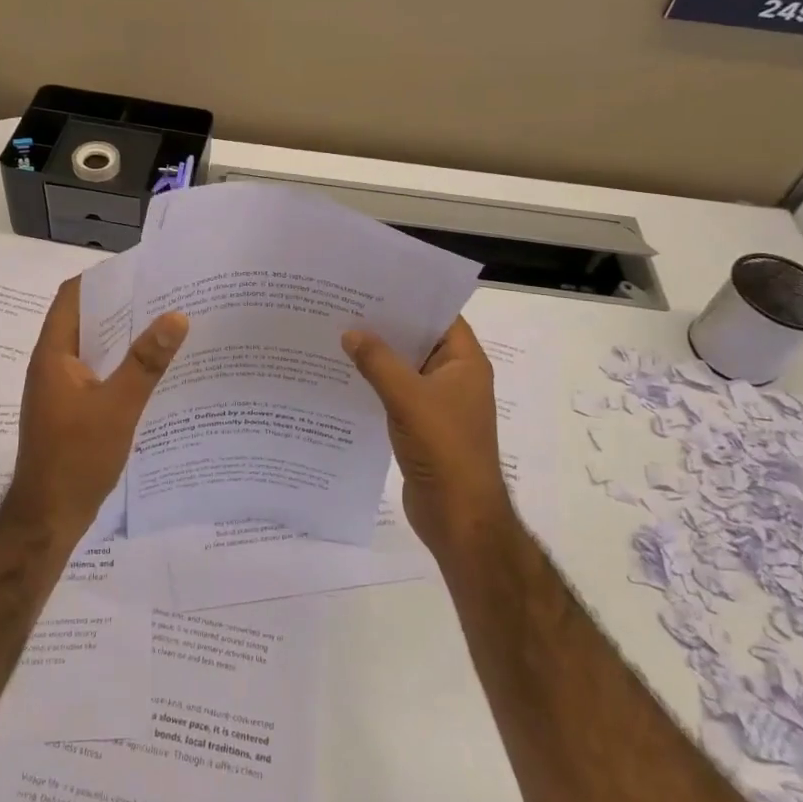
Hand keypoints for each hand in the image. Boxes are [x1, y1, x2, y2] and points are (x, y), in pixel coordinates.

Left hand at [10, 277, 188, 541]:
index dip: (104, 278)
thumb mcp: (118, 407)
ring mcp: (61, 388)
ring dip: (124, 337)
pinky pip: (98, 373)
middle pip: (86, 319)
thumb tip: (176, 315)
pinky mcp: (71, 410)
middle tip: (166, 296)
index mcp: (55, 354)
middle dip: (123, 306)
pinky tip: (153, 372)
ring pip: (95, 348)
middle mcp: (54, 364)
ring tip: (167, 327)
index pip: (73, 296)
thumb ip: (147, 362)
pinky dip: (122, 365)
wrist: (48, 518)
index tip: (142, 270)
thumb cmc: (76, 457)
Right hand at [342, 318, 512, 556]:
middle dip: (385, 325)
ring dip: (378, 356)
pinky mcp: (423, 426)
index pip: (439, 315)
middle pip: (418, 340)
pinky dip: (376, 384)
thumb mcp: (408, 397)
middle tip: (345, 305)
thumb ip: (378, 361)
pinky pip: (397, 394)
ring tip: (337, 334)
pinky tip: (344, 376)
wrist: (459, 517)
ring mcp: (439, 404)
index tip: (372, 283)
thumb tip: (350, 332)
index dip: (409, 298)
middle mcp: (455, 377)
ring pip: (405, 368)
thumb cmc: (444, 449)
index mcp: (465, 362)